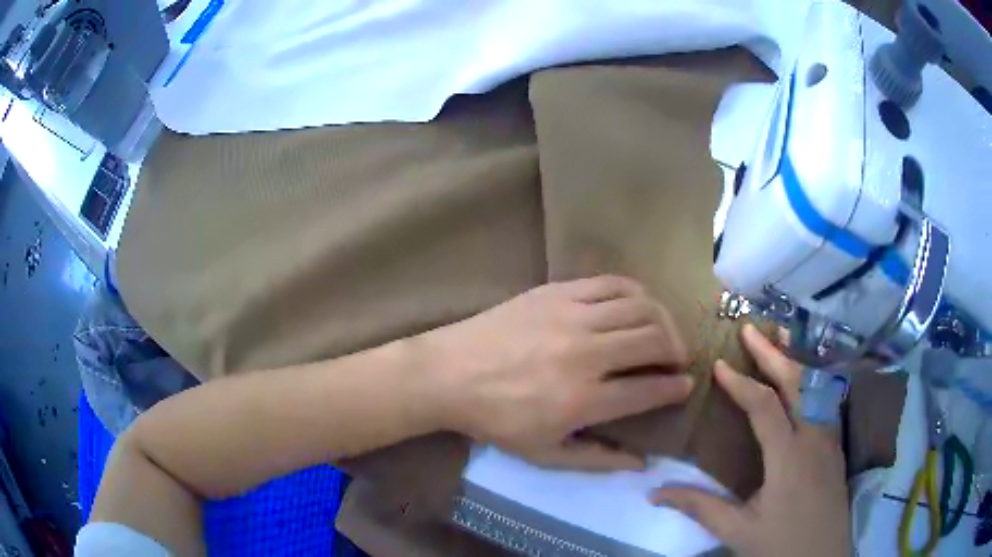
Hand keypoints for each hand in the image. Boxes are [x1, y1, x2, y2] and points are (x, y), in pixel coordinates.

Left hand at [424, 275, 691, 470]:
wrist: (449, 374)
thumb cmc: (496, 420)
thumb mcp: (544, 454)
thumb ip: (597, 460)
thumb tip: (642, 462)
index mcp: (582, 401)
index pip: (649, 389)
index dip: (675, 388)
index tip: (685, 386)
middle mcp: (585, 354)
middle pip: (654, 341)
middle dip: (678, 350)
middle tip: (678, 359)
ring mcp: (571, 316)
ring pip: (641, 307)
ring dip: (664, 320)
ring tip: (664, 332)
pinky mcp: (557, 291)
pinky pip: (612, 282)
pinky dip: (637, 292)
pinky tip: (639, 305)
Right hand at [650, 325, 851, 556]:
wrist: (824, 556)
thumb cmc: (781, 544)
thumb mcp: (738, 530)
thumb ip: (700, 507)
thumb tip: (654, 492)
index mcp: (788, 457)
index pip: (764, 407)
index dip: (740, 383)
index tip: (719, 364)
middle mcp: (814, 436)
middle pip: (797, 382)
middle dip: (772, 353)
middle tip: (750, 329)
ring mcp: (830, 437)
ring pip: (817, 385)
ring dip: (797, 357)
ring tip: (782, 334)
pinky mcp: (836, 444)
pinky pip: (826, 398)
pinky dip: (813, 376)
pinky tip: (806, 374)